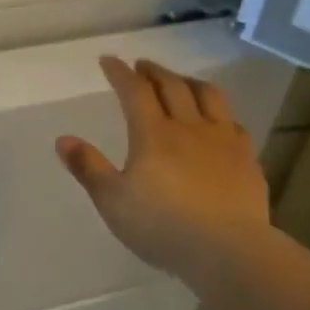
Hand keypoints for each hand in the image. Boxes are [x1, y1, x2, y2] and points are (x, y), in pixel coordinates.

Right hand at [56, 58, 271, 286]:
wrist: (226, 248)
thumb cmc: (161, 226)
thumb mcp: (113, 201)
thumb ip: (88, 168)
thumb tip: (63, 139)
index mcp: (153, 135)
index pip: (135, 92)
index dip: (121, 73)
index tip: (109, 60)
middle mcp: (189, 127)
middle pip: (172, 87)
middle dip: (154, 72)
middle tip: (142, 66)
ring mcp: (223, 140)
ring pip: (208, 96)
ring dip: (189, 82)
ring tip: (180, 81)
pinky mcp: (246, 158)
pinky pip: (233, 122)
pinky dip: (219, 112)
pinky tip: (217, 120)